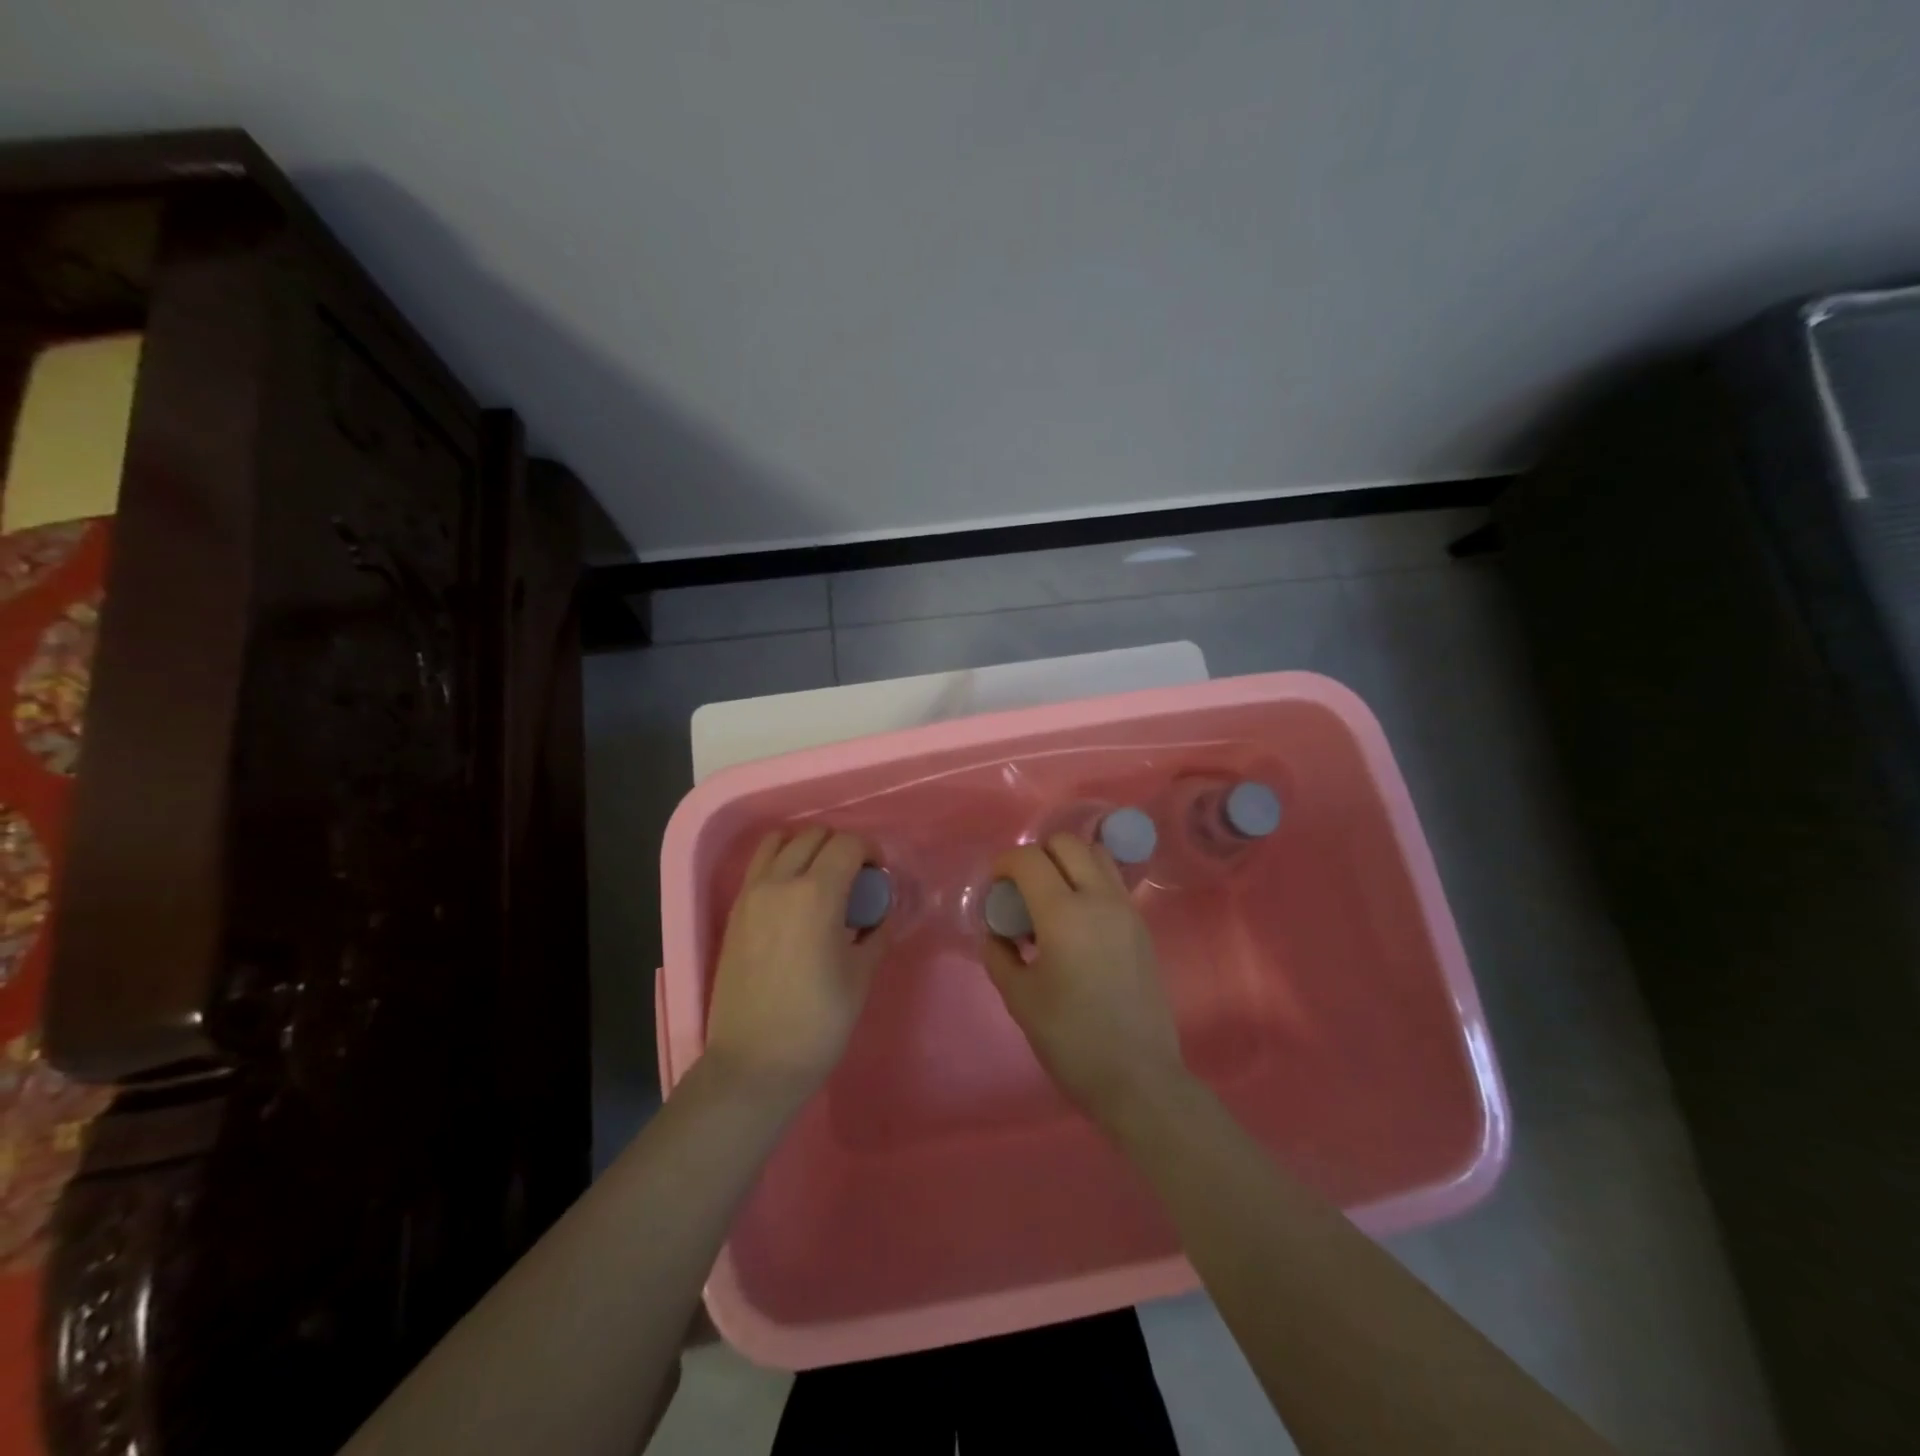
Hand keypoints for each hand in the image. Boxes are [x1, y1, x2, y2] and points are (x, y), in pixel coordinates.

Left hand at [704, 826, 886, 1104]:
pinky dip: (780, 863)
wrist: (754, 1064)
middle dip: (841, 847)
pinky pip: (759, 866)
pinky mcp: (735, 912)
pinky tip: (794, 896)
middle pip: (814, 836)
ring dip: (806, 848)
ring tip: (821, 879)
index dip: (870, 852)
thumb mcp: (860, 976)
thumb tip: (881, 912)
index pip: (847, 845)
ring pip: (780, 842)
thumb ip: (876, 932)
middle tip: (855, 879)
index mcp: (816, 895)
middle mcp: (780, 883)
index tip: (878, 876)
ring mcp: (751, 895)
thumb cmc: (817, 1023)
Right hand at [982, 835, 1189, 1126]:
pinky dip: (1089, 882)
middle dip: (1038, 856)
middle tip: (1023, 891)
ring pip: (1096, 855)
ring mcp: (1126, 910)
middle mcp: (1099, 899)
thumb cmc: (1071, 1039)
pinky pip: (1112, 882)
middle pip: (1067, 844)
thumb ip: (999, 955)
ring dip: (1068, 863)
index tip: (994, 887)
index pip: (1029, 859)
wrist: (1138, 1077)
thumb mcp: (1019, 998)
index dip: (1004, 864)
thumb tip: (997, 933)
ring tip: (1052, 901)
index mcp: (1064, 913)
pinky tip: (1076, 923)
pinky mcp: (1141, 926)